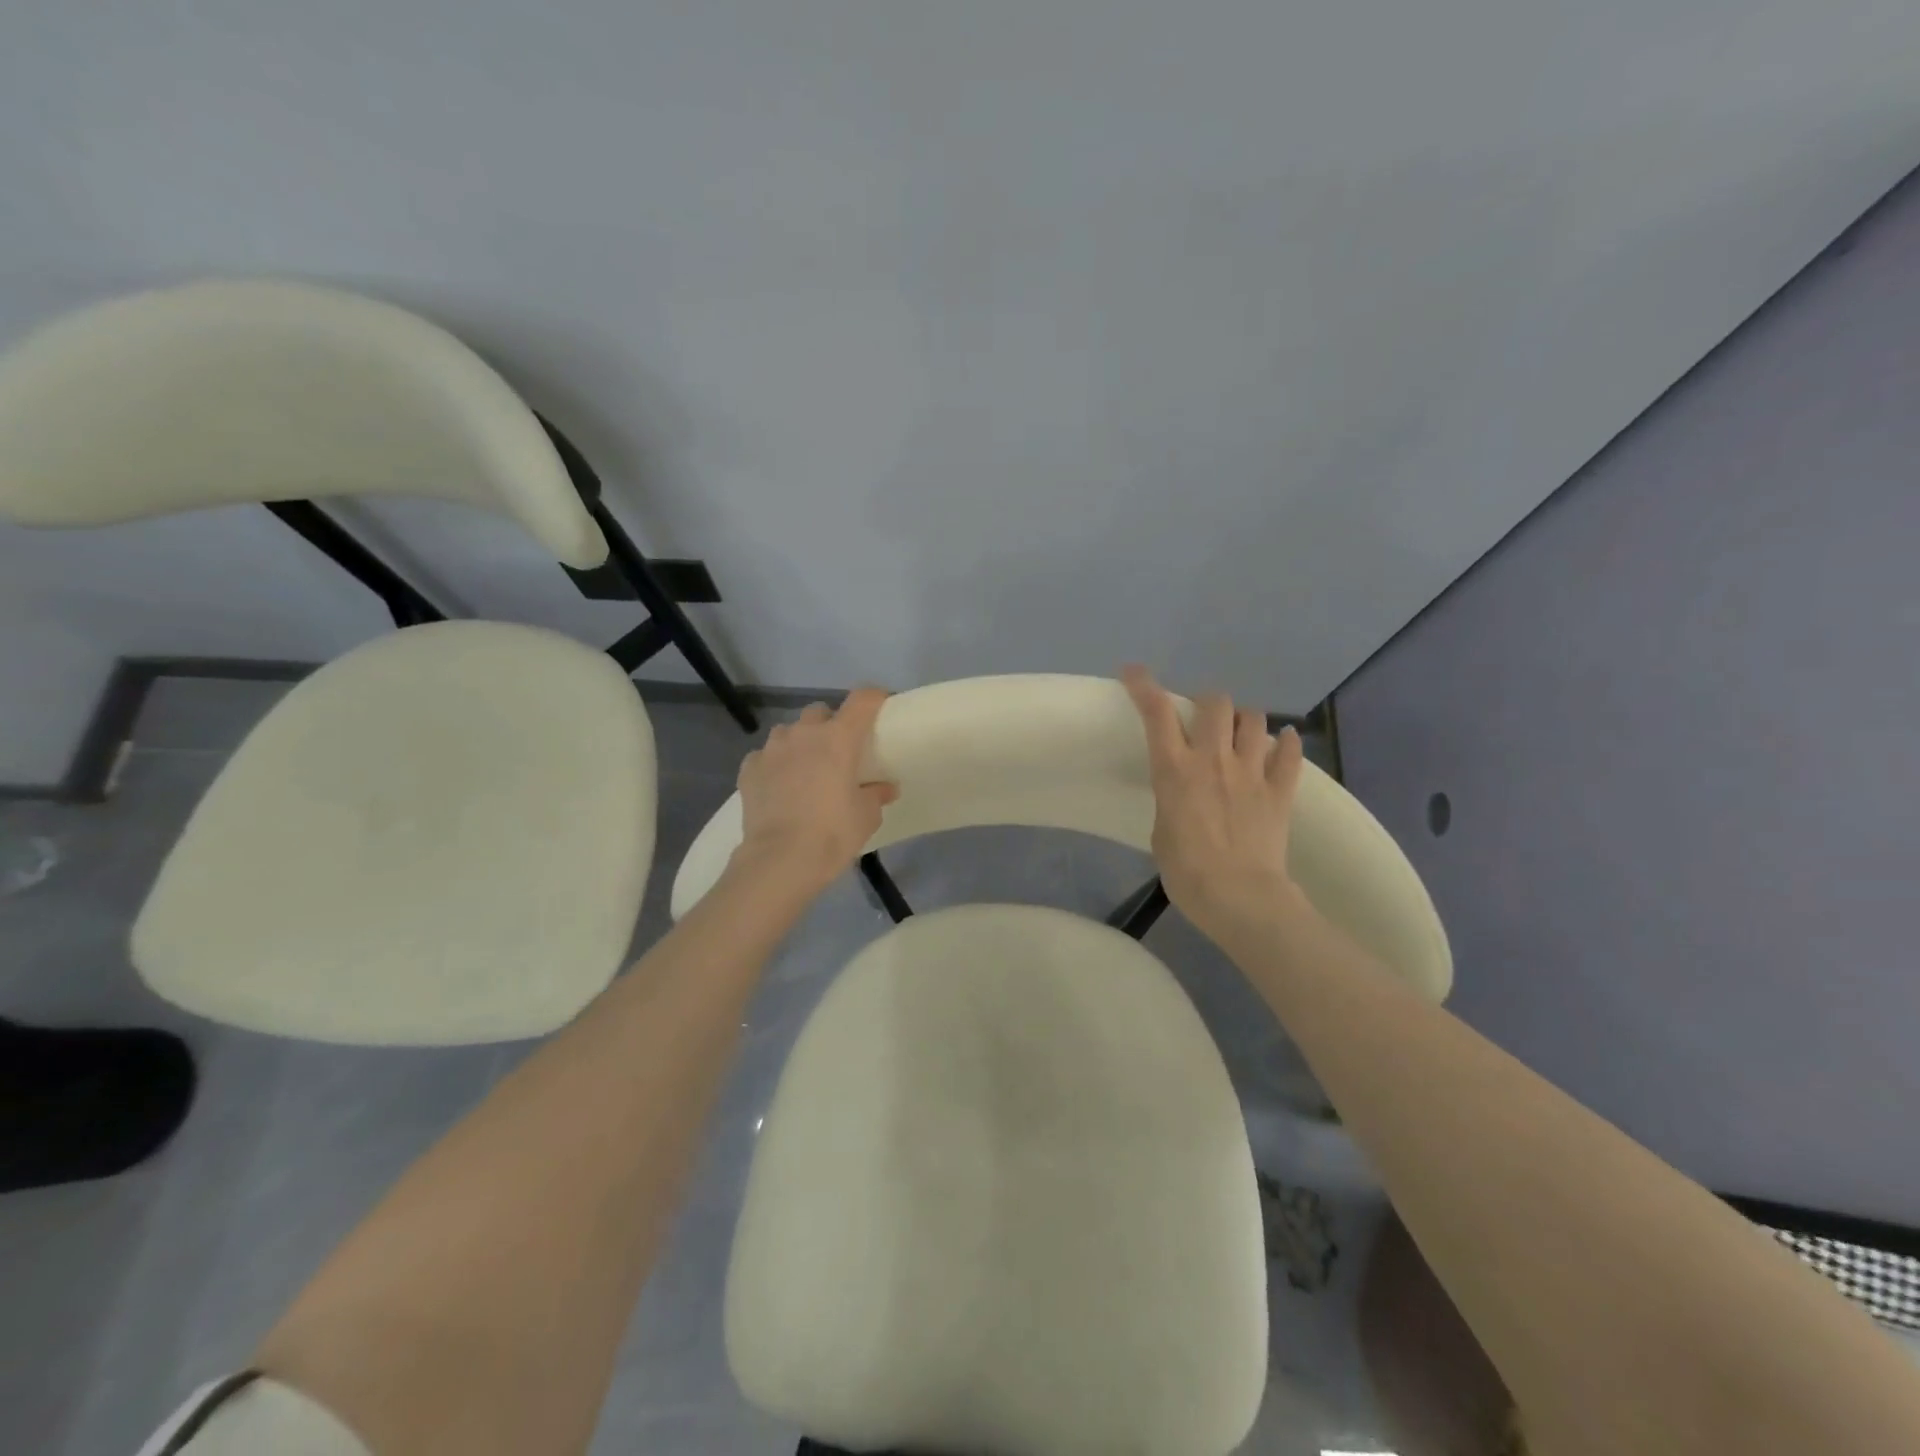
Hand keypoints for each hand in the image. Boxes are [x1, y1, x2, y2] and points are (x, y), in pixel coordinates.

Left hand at [732, 688, 898, 897]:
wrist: (780, 860)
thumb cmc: (832, 834)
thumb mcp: (866, 817)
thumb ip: (876, 795)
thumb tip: (886, 788)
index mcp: (838, 739)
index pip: (861, 700)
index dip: (873, 698)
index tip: (880, 705)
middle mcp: (803, 734)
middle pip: (820, 711)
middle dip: (829, 724)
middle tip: (838, 750)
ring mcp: (772, 750)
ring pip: (788, 731)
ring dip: (799, 742)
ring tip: (805, 768)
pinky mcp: (749, 769)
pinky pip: (764, 756)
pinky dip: (774, 765)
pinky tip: (778, 786)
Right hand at [1121, 665, 1306, 947]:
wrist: (1239, 897)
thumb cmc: (1186, 872)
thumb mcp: (1162, 830)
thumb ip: (1172, 798)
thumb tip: (1185, 790)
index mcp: (1175, 769)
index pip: (1156, 713)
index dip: (1143, 686)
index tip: (1134, 672)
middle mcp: (1213, 759)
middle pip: (1215, 703)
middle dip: (1207, 703)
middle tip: (1204, 720)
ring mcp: (1250, 772)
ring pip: (1253, 720)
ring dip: (1244, 721)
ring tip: (1240, 735)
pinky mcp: (1280, 790)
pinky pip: (1289, 753)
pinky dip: (1285, 744)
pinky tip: (1282, 743)